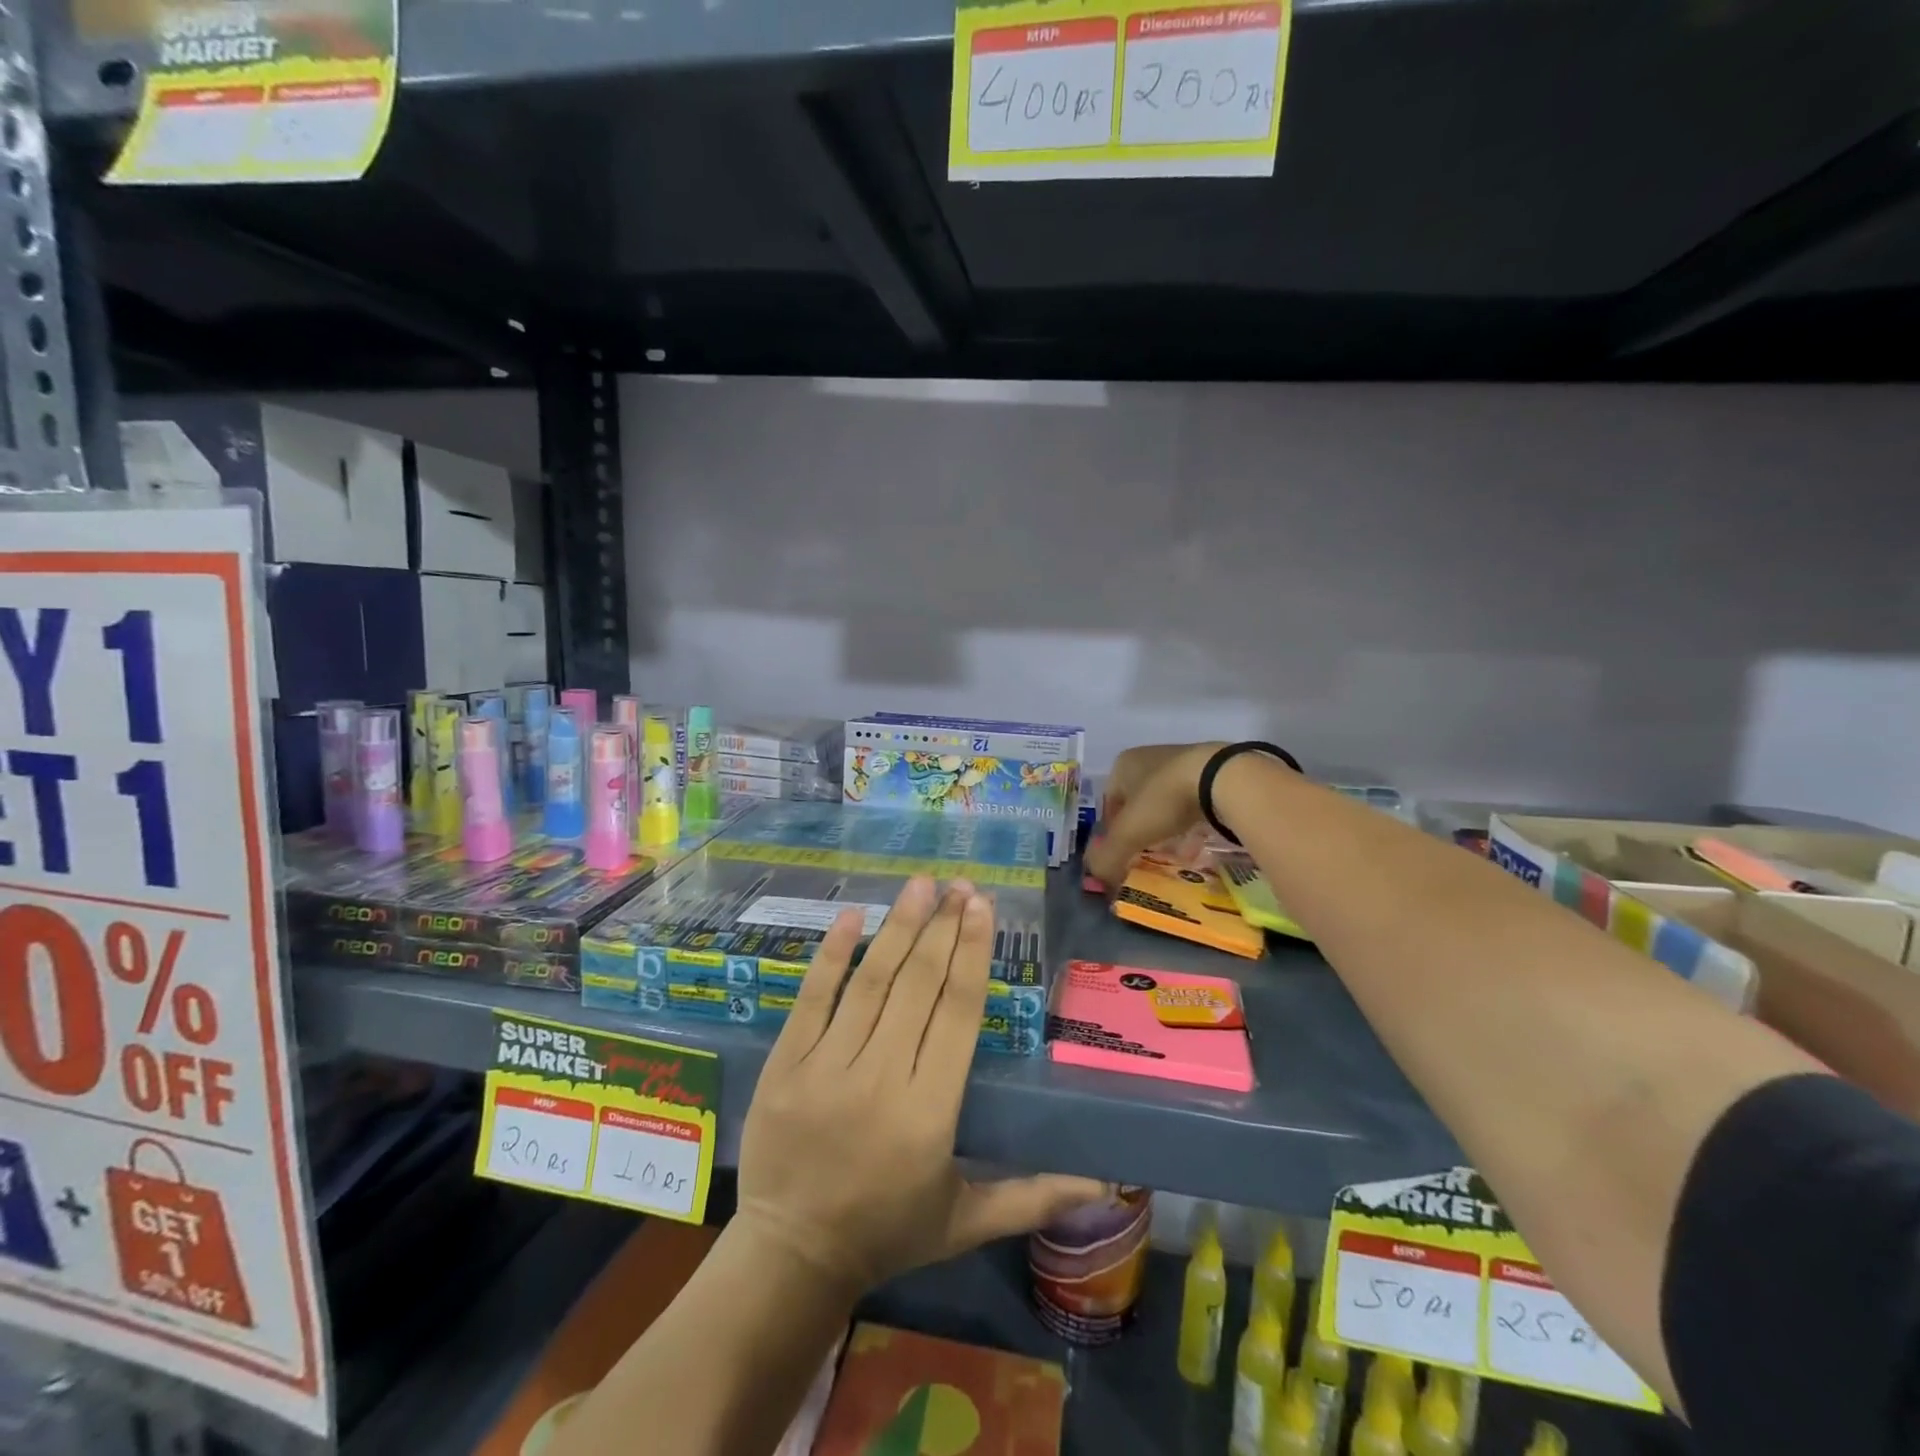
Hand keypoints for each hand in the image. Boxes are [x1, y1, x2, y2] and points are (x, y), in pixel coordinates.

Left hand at [735, 877, 1104, 1293]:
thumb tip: (1106, 1186)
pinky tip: (852, 915)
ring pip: (870, 983)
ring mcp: (825, 1068)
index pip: (957, 1014)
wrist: (790, 1258)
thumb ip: (1033, 1196)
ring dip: (898, 927)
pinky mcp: (785, 1064)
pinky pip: (812, 999)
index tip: (981, 908)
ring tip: (920, 885)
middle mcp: (880, 1080)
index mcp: (929, 1113)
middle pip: (918, 986)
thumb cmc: (887, 1234)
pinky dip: (832, 955)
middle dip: (942, 928)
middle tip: (959, 885)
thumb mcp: (966, 1221)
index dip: (971, 954)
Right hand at [1084, 741, 1225, 888]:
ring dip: (1166, 827)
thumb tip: (1098, 880)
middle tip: (1146, 855)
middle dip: (1140, 830)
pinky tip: (1197, 841)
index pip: (1108, 803)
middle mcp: (1148, 758)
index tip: (1122, 854)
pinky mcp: (1210, 770)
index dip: (1111, 832)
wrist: (1222, 777)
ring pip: (1165, 803)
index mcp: (1122, 765)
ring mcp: (1181, 761)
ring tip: (1174, 852)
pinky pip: (1192, 802)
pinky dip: (1191, 822)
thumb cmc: (1164, 799)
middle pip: (1137, 803)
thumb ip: (1107, 858)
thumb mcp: (1128, 833)